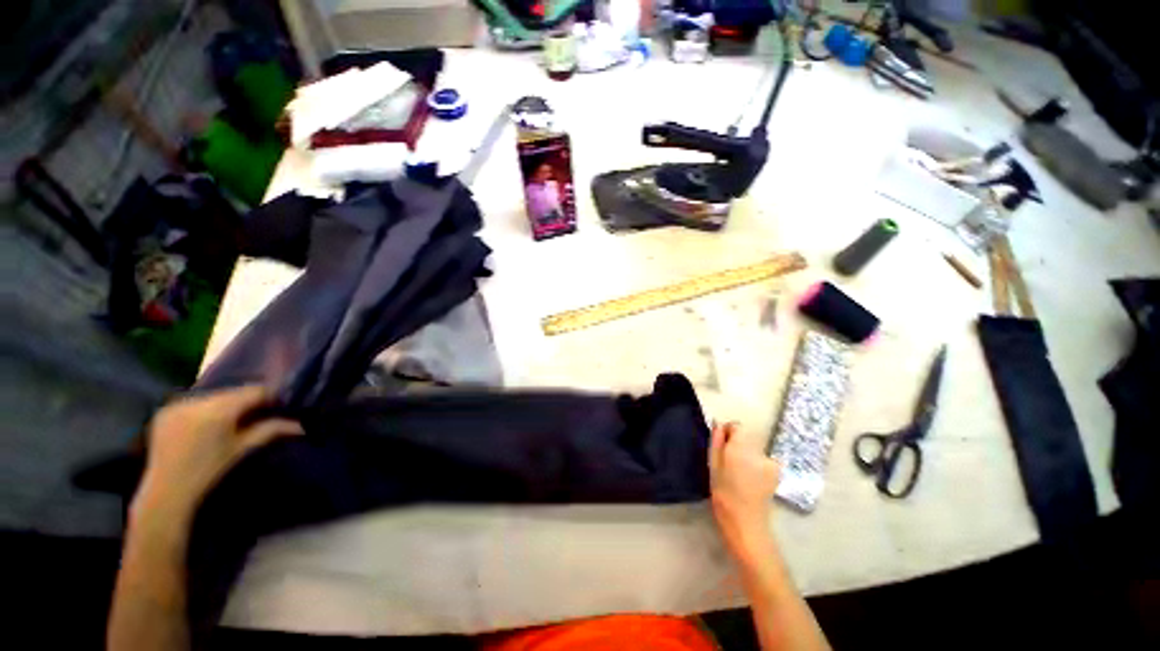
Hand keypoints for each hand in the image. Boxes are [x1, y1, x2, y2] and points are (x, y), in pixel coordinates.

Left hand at [133, 386, 302, 526]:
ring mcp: (177, 404)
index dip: (269, 395)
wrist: (166, 493)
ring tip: (233, 418)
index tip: (279, 404)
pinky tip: (207, 422)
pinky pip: (194, 402)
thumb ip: (271, 431)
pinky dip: (205, 408)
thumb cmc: (209, 472)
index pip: (254, 390)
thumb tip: (302, 425)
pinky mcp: (165, 410)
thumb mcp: (242, 449)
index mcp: (218, 411)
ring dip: (226, 404)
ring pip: (214, 396)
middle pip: (233, 392)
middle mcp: (196, 401)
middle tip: (259, 412)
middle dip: (247, 400)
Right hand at [709, 422, 780, 559]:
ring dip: (747, 456)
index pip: (737, 426)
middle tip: (728, 465)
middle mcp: (759, 451)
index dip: (728, 433)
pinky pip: (763, 461)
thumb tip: (718, 423)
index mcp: (741, 447)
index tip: (722, 447)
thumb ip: (717, 440)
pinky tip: (751, 481)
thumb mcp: (713, 463)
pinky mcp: (776, 473)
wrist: (744, 521)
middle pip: (746, 438)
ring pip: (754, 450)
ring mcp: (770, 462)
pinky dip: (757, 466)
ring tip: (739, 475)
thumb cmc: (722, 491)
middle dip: (737, 446)